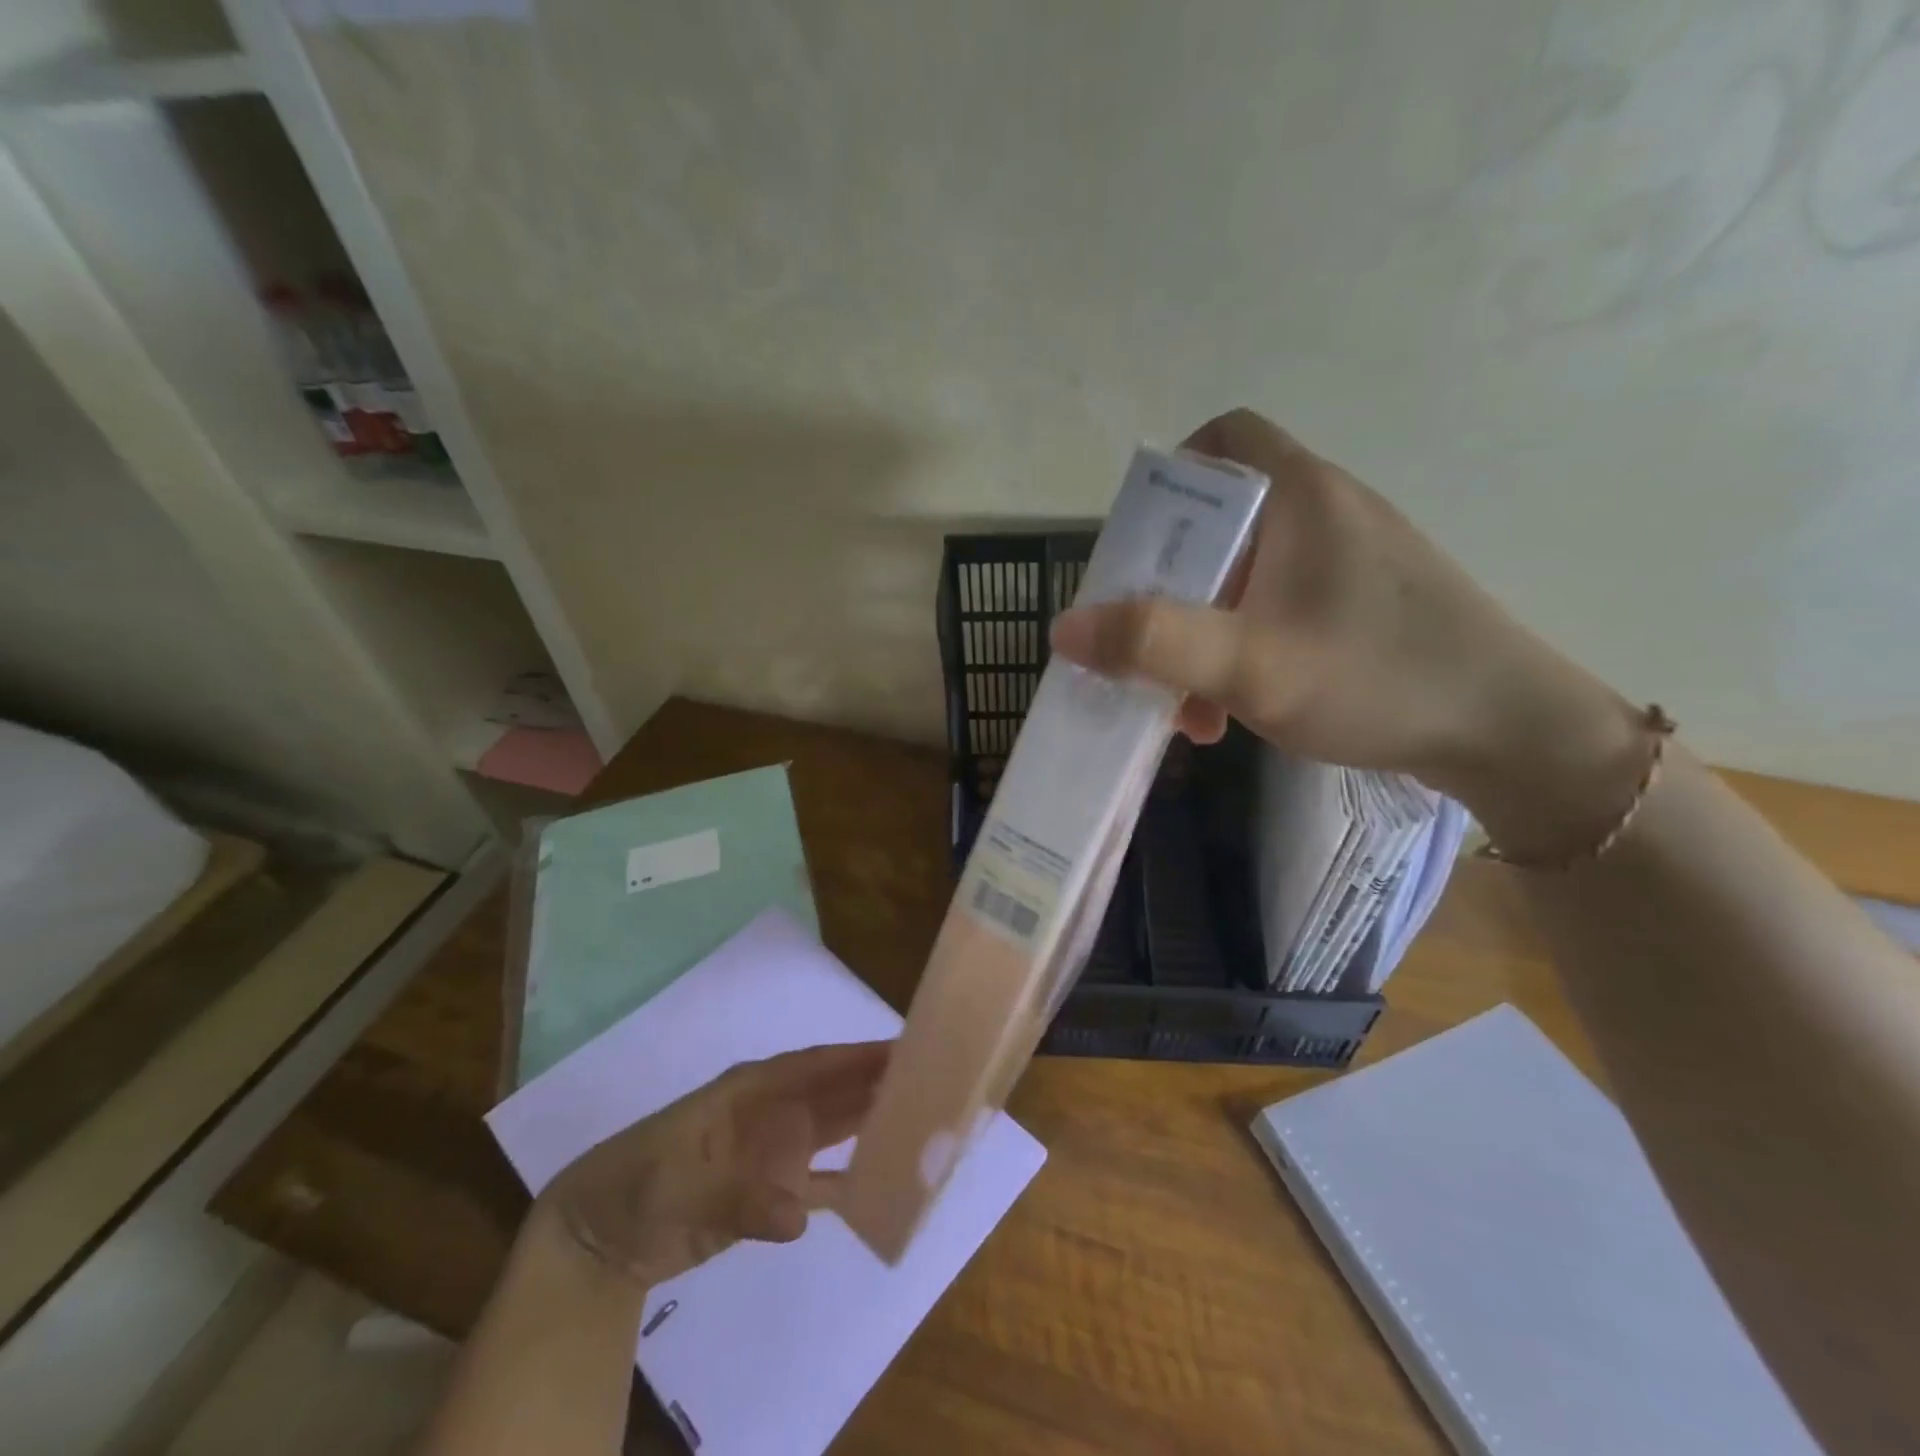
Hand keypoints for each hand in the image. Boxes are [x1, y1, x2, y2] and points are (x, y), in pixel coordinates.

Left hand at [536, 1041, 889, 1286]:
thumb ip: (740, 1198)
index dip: (858, 1055)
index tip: (904, 1049)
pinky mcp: (771, 1192)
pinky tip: (882, 1185)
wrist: (600, 1235)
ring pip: (835, 1130)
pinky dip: (851, 1182)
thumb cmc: (636, 1182)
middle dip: (879, 1084)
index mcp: (752, 1089)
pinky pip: (822, 1183)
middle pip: (836, 1092)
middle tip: (932, 1081)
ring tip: (921, 1123)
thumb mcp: (678, 1184)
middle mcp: (773, 1112)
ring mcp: (774, 1152)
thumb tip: (800, 1216)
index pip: (816, 1064)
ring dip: (872, 1125)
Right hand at [1050, 409, 1649, 857]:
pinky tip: (1231, 711)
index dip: (1171, 477)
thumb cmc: (1376, 678)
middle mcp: (1325, 514)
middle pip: (1221, 522)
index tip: (1141, 542)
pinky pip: (1276, 610)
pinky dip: (1240, 650)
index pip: (1224, 439)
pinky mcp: (1360, 607)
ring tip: (1186, 705)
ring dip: (1201, 634)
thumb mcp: (1249, 663)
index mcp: (1301, 496)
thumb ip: (1152, 643)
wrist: (1510, 734)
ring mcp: (1347, 563)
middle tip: (1143, 642)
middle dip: (1170, 587)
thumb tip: (1064, 629)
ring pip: (1245, 578)